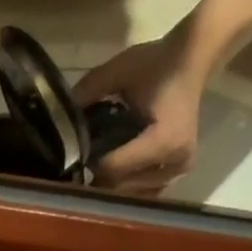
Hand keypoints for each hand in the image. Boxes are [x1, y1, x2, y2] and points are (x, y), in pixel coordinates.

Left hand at [73, 24, 207, 193]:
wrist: (193, 58)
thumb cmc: (157, 63)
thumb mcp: (121, 69)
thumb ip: (90, 91)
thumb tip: (59, 116)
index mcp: (164, 140)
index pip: (114, 167)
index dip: (90, 163)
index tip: (74, 154)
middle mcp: (175, 162)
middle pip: (121, 184)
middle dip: (98, 176)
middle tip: (79, 164)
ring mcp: (178, 171)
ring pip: (130, 192)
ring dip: (110, 183)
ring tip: (95, 167)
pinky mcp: (177, 174)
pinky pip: (143, 191)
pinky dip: (125, 184)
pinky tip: (112, 172)